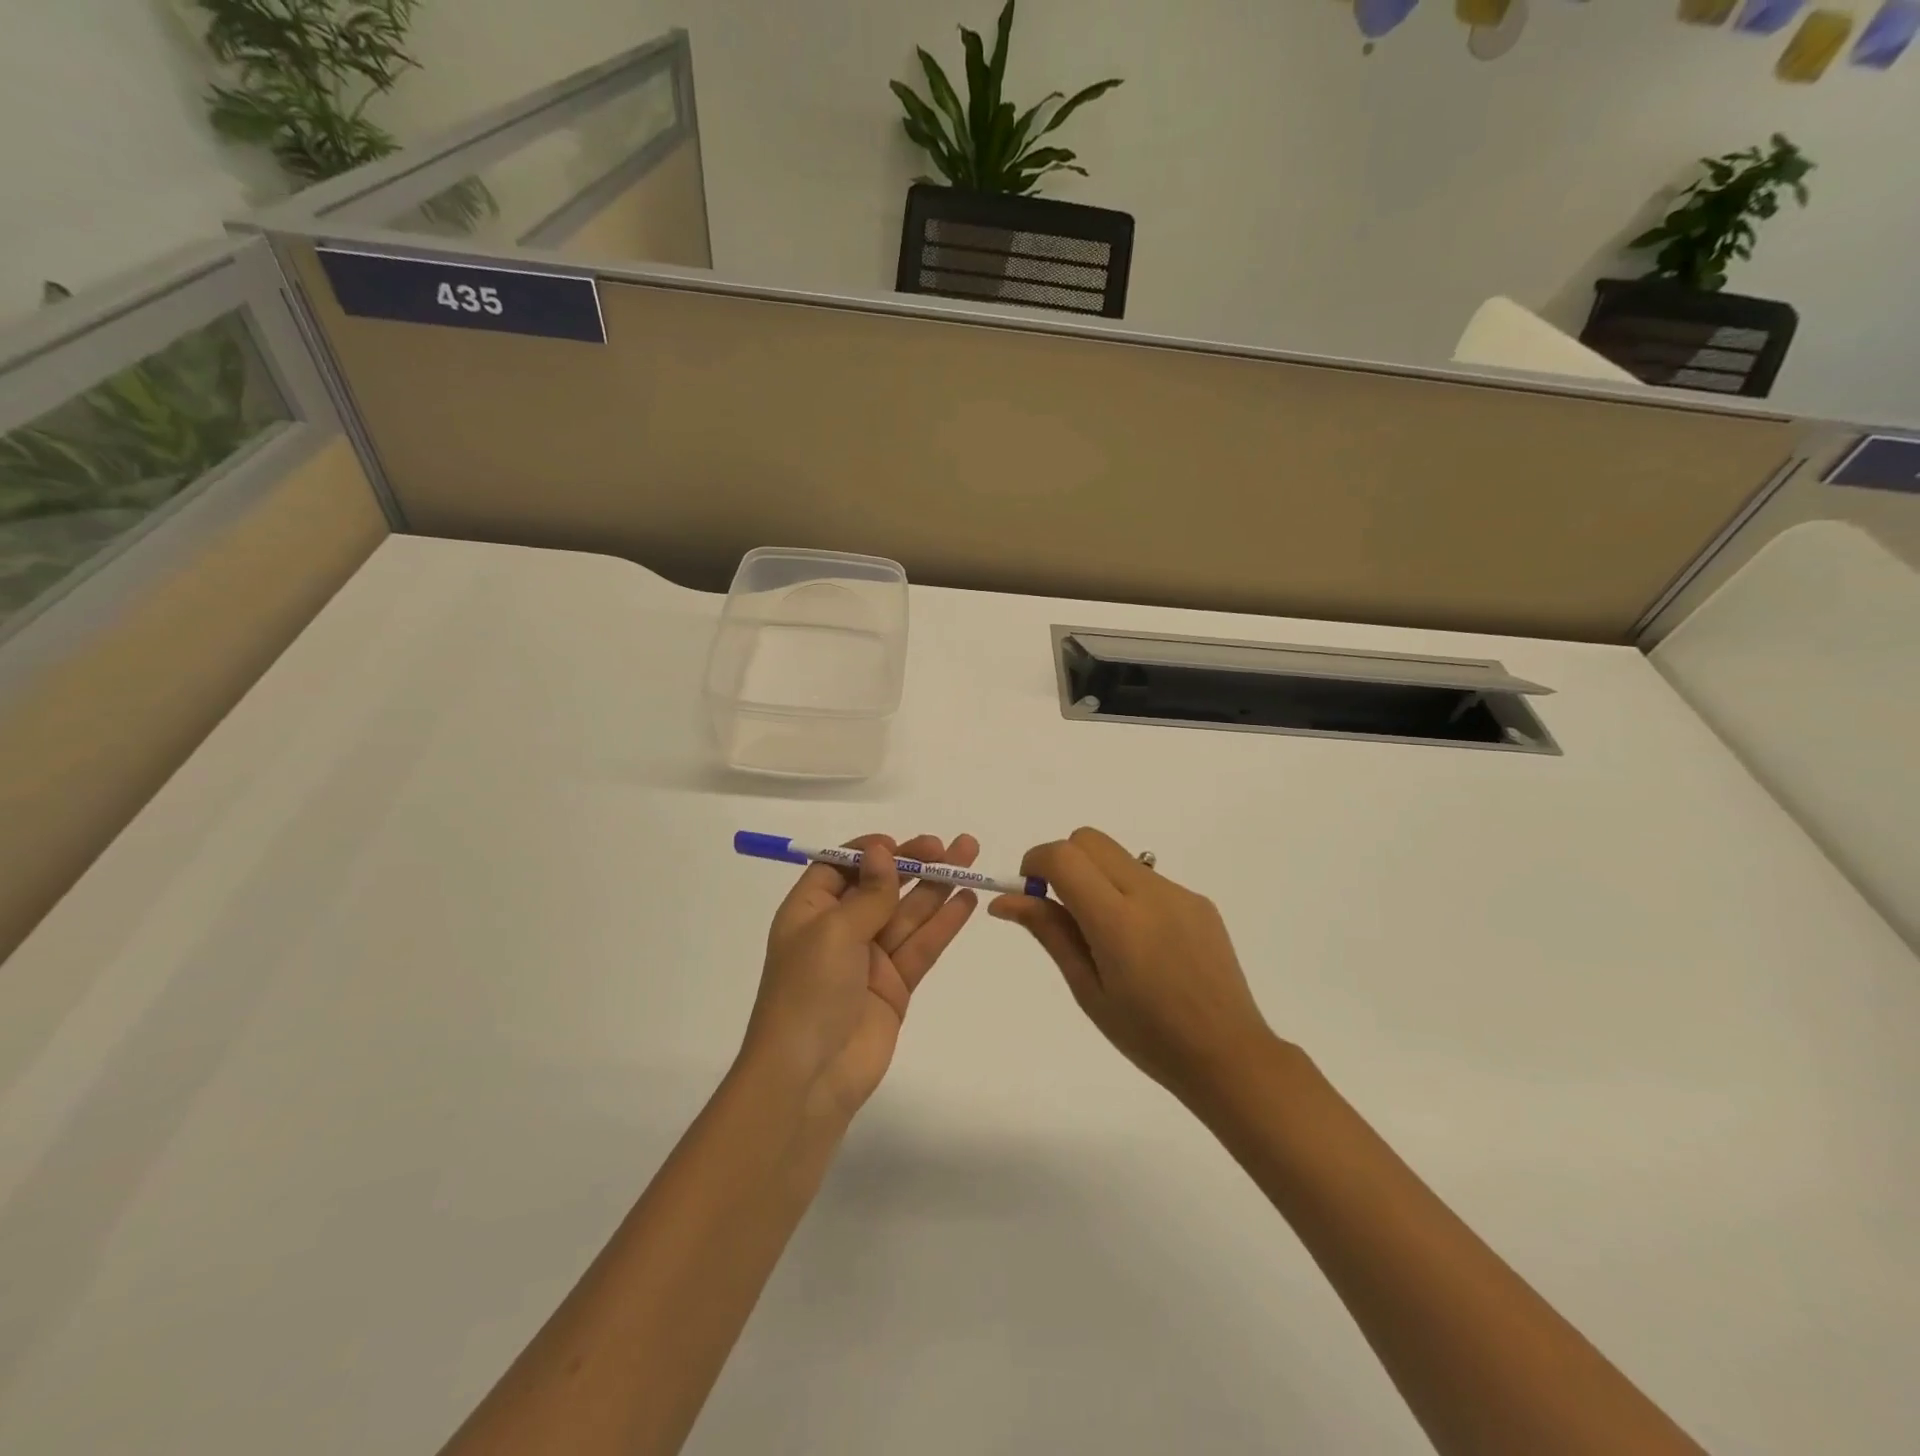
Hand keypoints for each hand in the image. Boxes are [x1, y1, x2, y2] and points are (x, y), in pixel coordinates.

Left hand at [742, 834, 979, 1123]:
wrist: (809, 1077)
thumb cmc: (808, 991)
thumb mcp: (833, 931)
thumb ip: (868, 893)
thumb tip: (882, 852)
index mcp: (810, 911)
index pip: (841, 868)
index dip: (871, 852)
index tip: (901, 844)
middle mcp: (839, 930)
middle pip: (882, 886)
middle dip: (915, 864)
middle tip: (951, 846)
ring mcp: (870, 959)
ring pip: (908, 913)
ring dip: (938, 886)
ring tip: (970, 857)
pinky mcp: (895, 986)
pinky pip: (922, 946)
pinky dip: (944, 923)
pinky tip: (966, 900)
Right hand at [990, 827, 1275, 1106]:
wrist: (1229, 1055)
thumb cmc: (1148, 1037)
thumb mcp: (1088, 990)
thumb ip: (1049, 933)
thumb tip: (1006, 900)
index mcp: (1118, 922)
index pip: (1064, 857)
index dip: (1036, 862)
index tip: (1030, 891)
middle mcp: (1150, 894)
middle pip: (1089, 840)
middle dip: (1064, 861)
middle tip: (1060, 907)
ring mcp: (1179, 893)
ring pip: (1118, 857)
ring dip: (1096, 877)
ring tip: (1106, 936)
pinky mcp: (1199, 901)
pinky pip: (1147, 878)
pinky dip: (1127, 893)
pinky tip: (1142, 943)